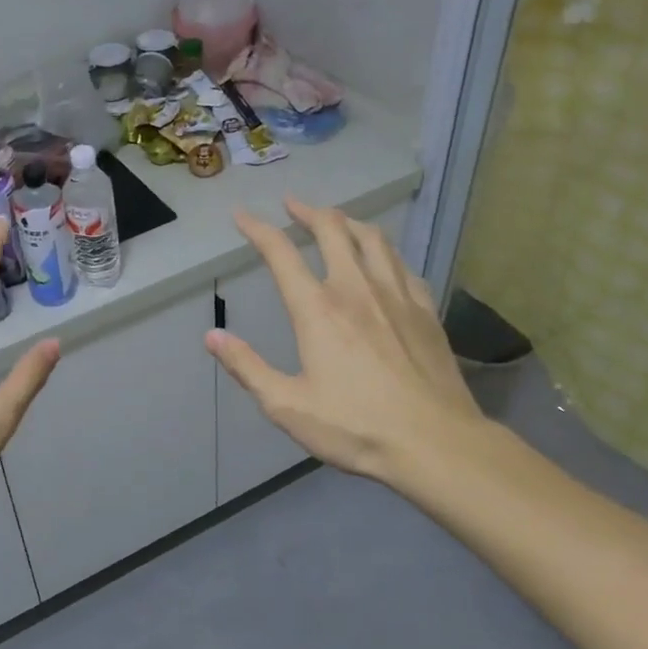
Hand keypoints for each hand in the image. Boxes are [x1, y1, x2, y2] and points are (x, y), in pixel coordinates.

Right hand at [206, 197, 488, 489]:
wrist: (435, 444)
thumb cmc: (356, 427)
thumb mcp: (287, 406)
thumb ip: (247, 367)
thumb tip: (212, 336)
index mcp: (318, 310)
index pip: (281, 253)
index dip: (258, 229)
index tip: (242, 215)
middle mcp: (356, 289)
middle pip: (332, 229)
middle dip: (307, 211)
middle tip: (292, 204)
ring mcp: (397, 296)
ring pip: (372, 238)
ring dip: (347, 221)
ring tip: (335, 220)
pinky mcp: (426, 310)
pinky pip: (402, 264)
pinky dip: (383, 251)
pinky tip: (381, 259)